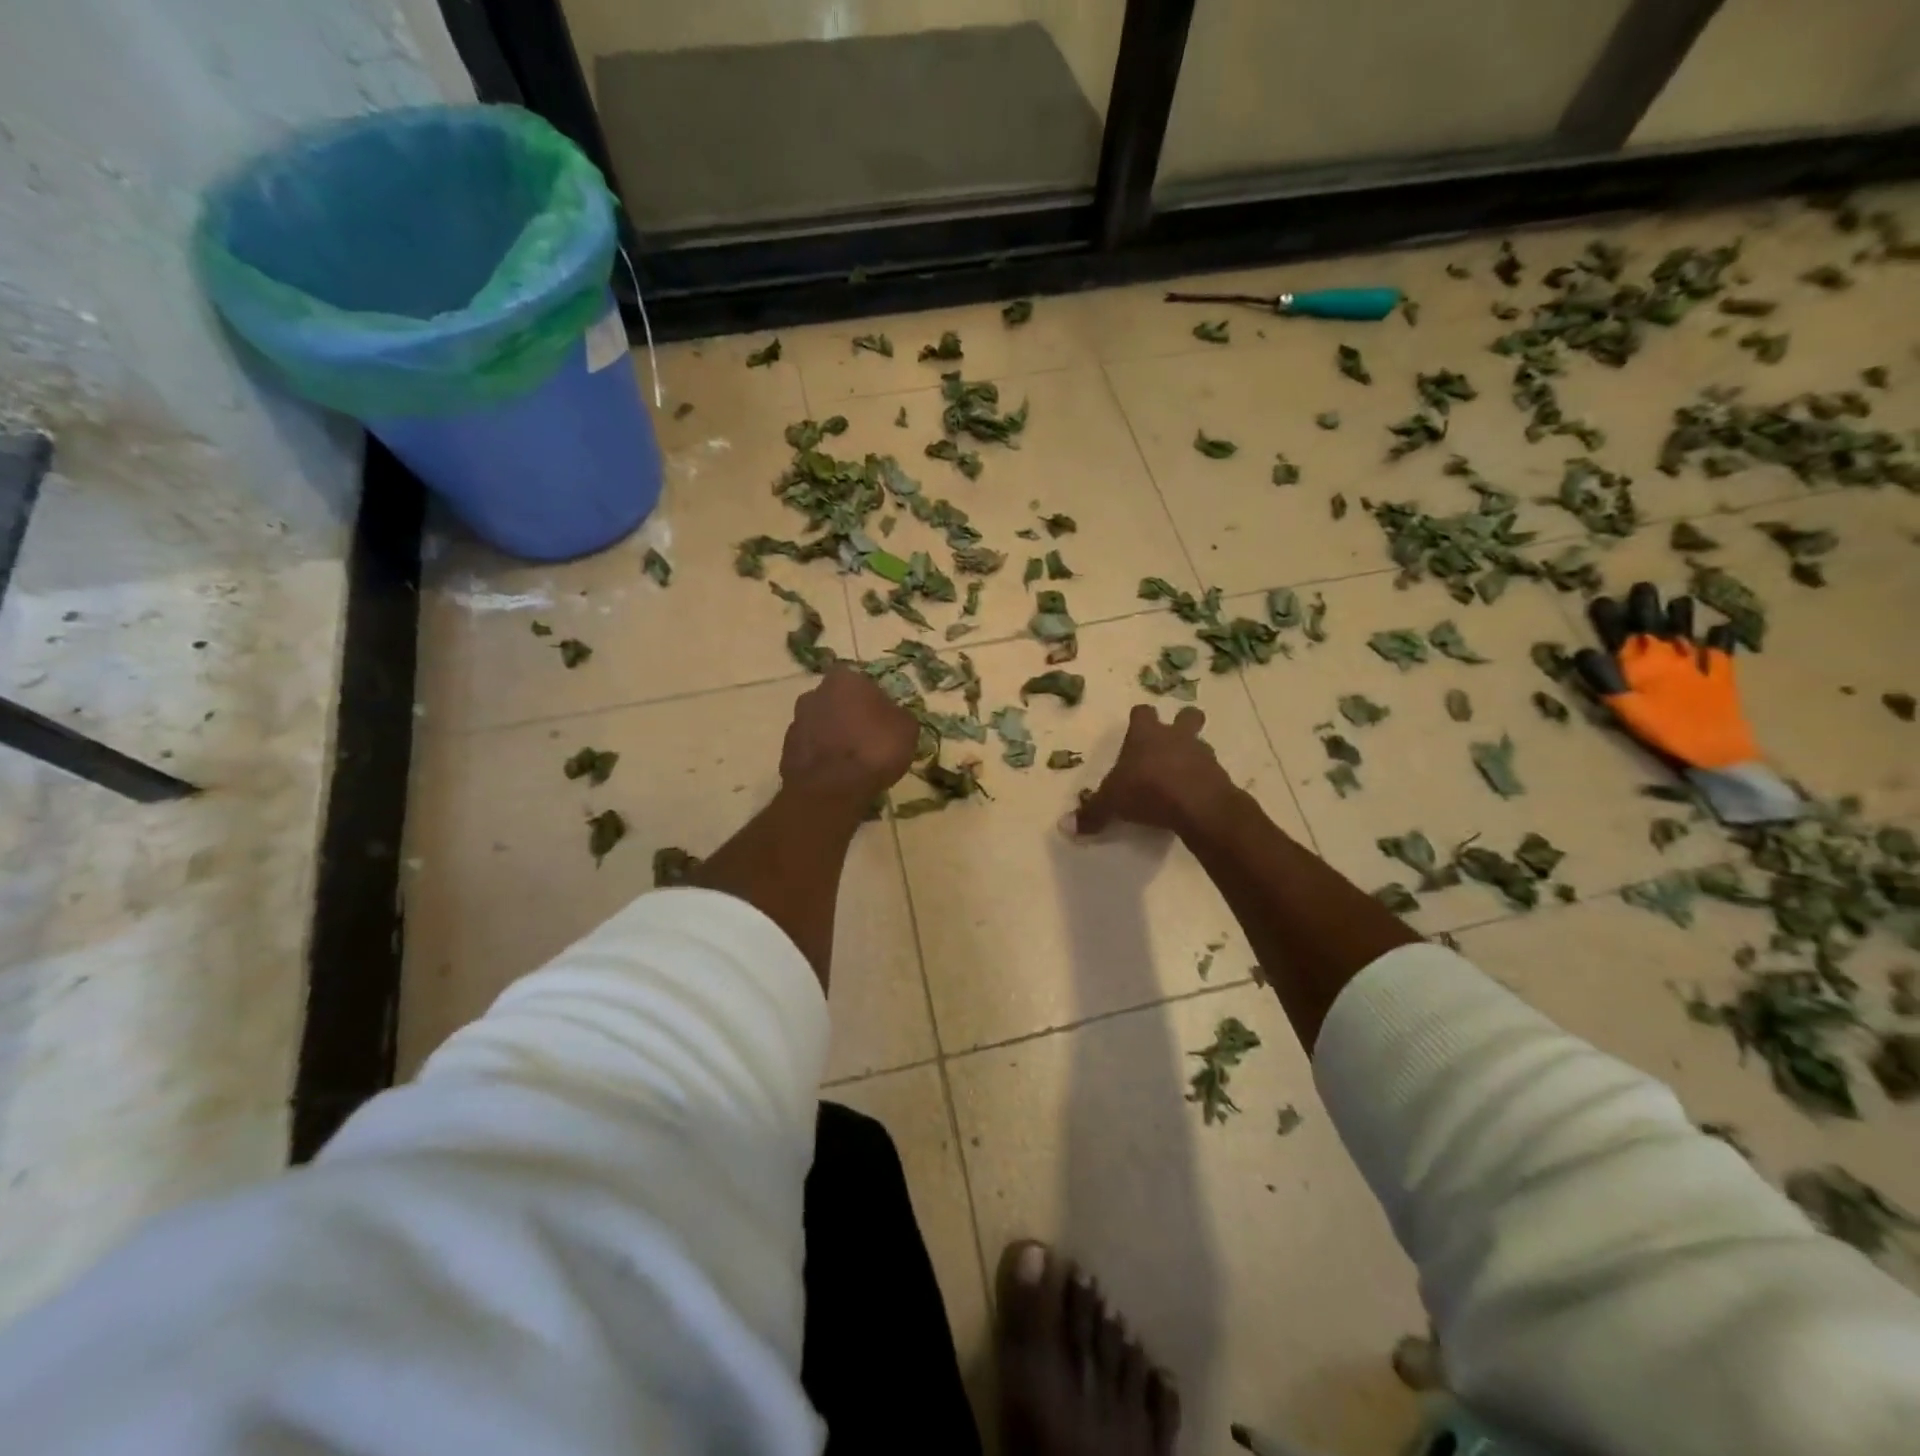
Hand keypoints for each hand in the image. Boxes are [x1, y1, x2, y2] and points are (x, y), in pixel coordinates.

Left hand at [780, 665, 919, 803]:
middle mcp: (815, 693)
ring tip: (853, 762)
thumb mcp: (907, 728)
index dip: (875, 704)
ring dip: (835, 736)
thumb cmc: (874, 749)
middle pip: (839, 702)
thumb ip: (898, 715)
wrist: (831, 789)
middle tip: (869, 741)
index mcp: (844, 679)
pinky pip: (811, 748)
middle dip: (851, 717)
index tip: (885, 723)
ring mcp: (796, 721)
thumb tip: (891, 716)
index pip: (863, 684)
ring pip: (822, 724)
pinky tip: (837, 774)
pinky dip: (822, 757)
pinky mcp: (786, 749)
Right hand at [1076, 704, 1237, 836]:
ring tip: (1181, 777)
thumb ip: (1092, 813)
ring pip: (1200, 744)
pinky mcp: (1220, 775)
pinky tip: (1192, 798)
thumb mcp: (1112, 803)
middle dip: (1182, 724)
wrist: (1198, 805)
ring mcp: (1202, 754)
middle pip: (1186, 716)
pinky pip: (1211, 773)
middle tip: (1171, 743)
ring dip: (1192, 756)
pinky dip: (1203, 782)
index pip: (1142, 713)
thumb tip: (1066, 826)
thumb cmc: (1148, 791)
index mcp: (1146, 734)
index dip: (1140, 720)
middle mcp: (1176, 737)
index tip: (1136, 731)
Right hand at [1571, 581, 1756, 769]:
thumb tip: (1584, 651)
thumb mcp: (1622, 705)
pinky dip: (1720, 639)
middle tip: (1642, 587)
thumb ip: (1604, 677)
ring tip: (1679, 599)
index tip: (1600, 599)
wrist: (1716, 748)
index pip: (1622, 632)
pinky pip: (1720, 653)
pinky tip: (1721, 629)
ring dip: (1682, 616)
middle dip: (1647, 606)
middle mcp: (1671, 657)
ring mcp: (1700, 665)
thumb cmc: (1661, 728)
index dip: (1610, 616)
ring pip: (1687, 633)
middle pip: (1656, 626)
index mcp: (1643, 663)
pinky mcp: (1721, 677)